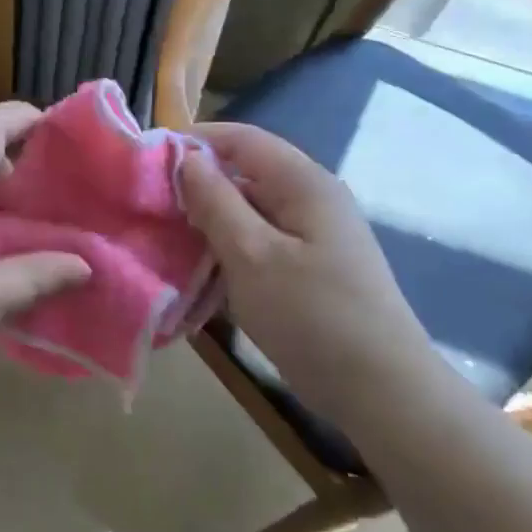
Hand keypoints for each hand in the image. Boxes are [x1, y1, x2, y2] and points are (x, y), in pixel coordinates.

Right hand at [178, 122, 436, 423]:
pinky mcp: (310, 267)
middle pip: (245, 172)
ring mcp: (314, 235)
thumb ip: (215, 201)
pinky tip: (203, 271)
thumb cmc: (312, 316)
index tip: (149, 161)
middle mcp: (312, 199)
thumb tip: (187, 159)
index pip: (242, 139)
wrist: (382, 393)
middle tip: (153, 207)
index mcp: (303, 183)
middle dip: (198, 185)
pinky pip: (261, 241)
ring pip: (250, 210)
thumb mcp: (251, 255)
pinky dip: (230, 248)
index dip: (195, 141)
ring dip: (211, 221)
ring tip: (169, 239)